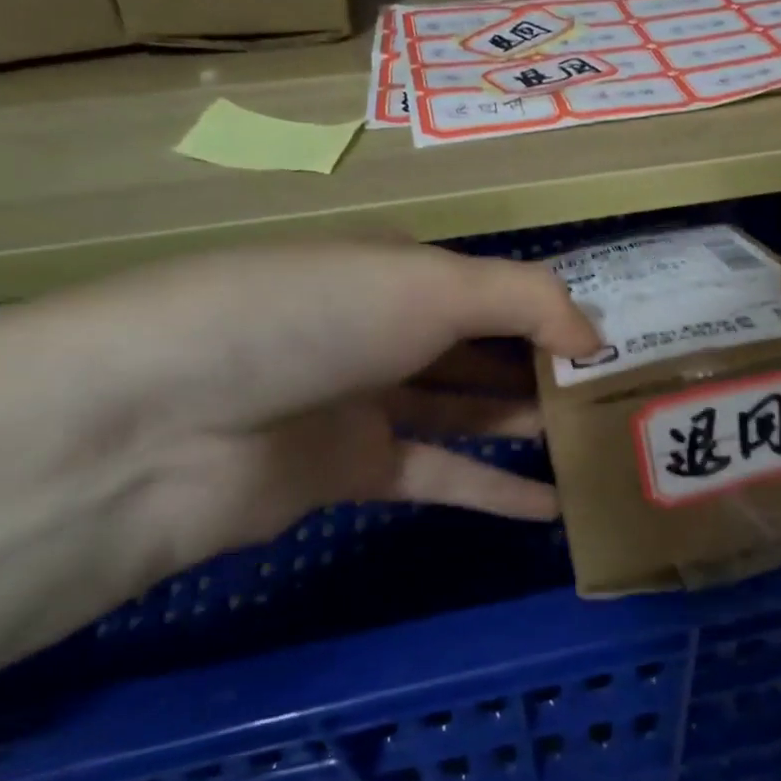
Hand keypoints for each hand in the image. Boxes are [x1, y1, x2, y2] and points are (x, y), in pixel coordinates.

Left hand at [0, 241, 598, 780]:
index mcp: (397, 270)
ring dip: (528, 428)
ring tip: (598, 449)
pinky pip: (438, 475)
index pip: (495, 288)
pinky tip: (550, 510)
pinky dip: (492, 491)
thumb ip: (527, 301)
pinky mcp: (348, 471)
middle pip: (484, 349)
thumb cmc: (309, 318)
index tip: (619, 342)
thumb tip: (596, 338)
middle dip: (550, 371)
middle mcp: (382, 329)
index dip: (556, 312)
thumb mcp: (429, 283)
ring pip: (466, 412)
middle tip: (621, 401)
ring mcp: (365, 401)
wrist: (160, 424)